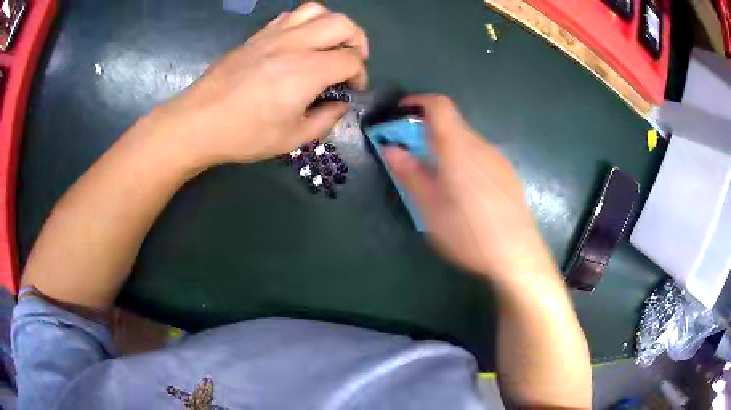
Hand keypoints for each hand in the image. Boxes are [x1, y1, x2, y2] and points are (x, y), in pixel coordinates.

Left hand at [156, 2, 368, 167]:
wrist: (198, 122)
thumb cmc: (244, 135)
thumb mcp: (291, 139)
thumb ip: (324, 120)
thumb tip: (339, 105)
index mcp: (307, 71)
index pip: (351, 60)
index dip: (360, 75)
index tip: (353, 90)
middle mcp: (295, 44)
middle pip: (343, 25)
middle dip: (357, 42)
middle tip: (351, 62)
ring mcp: (274, 35)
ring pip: (317, 11)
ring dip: (332, 26)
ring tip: (328, 46)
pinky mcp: (257, 36)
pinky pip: (290, 16)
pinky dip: (305, 23)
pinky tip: (300, 42)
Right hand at [384, 95, 556, 287]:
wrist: (518, 256)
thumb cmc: (469, 234)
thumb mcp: (431, 209)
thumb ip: (410, 174)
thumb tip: (391, 149)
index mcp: (459, 149)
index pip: (439, 106)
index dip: (417, 102)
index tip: (399, 113)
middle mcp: (481, 146)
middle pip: (452, 123)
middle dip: (425, 129)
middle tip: (409, 153)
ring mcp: (497, 160)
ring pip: (466, 140)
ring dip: (444, 145)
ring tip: (434, 176)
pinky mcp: (507, 174)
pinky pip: (479, 155)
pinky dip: (461, 157)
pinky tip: (462, 189)